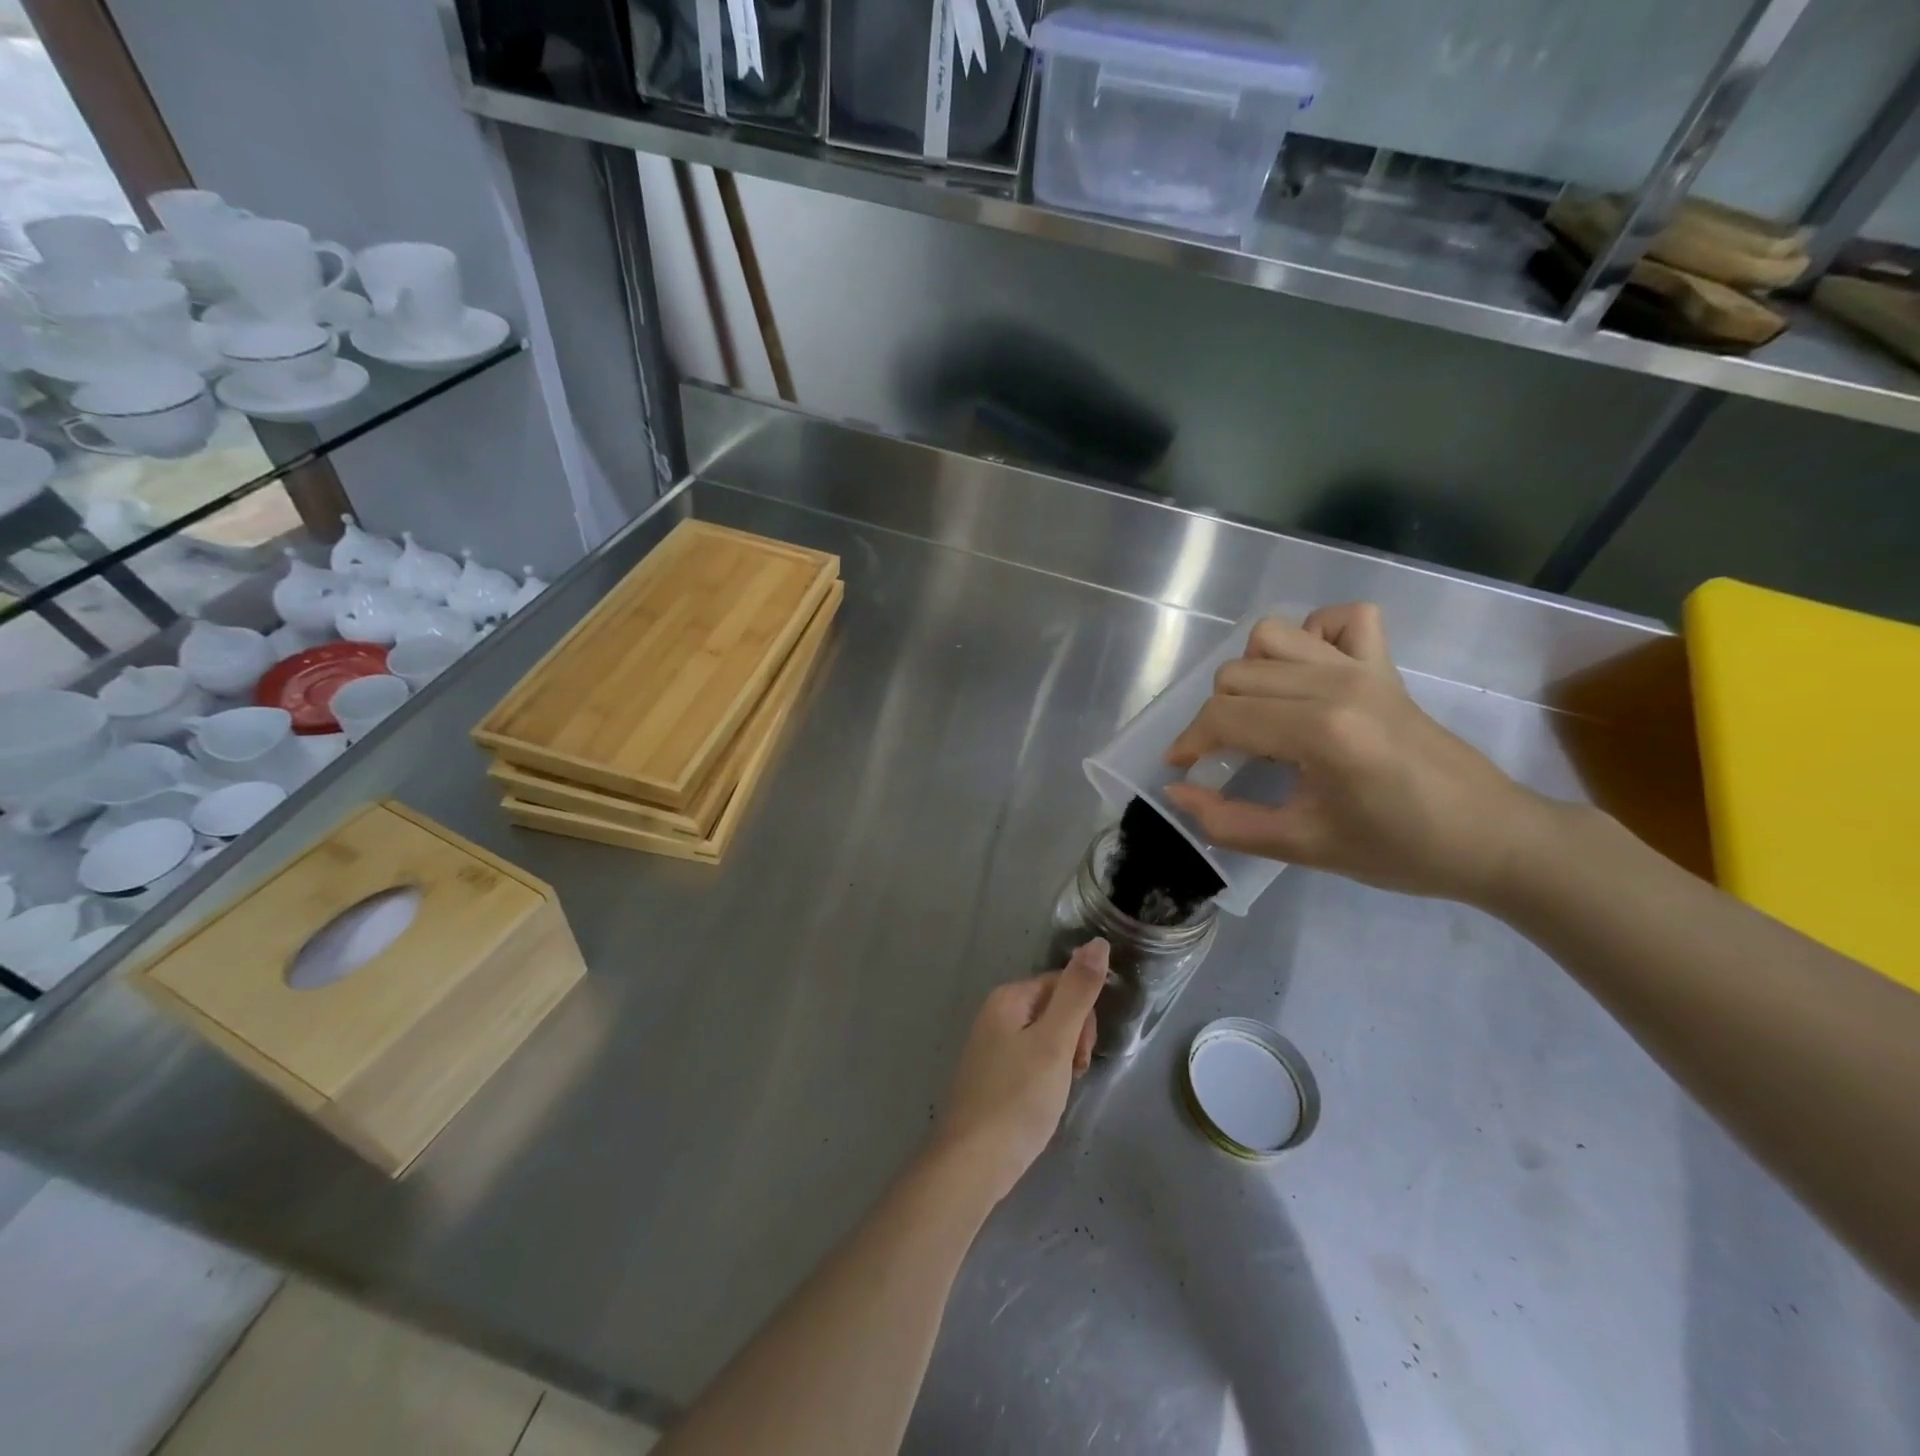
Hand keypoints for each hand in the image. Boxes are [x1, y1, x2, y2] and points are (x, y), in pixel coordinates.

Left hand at [928, 940, 1106, 1206]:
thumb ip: (1078, 992)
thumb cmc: (1017, 1099)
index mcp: (1007, 998)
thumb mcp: (1055, 1042)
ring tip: (1055, 1094)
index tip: (1080, 1054)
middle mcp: (994, 1014)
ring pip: (1044, 1039)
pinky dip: (1044, 1079)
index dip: (1082, 1017)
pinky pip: (1030, 1062)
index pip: (1062, 984)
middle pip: (1053, 1009)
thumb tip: (1097, 942)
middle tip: (1070, 1075)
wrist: (971, 1164)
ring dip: (1061, 1062)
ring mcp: (989, 1047)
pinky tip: (1041, 1105)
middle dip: (1073, 1039)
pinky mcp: (991, 1077)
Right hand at [1163, 604, 1552, 903]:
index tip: (1182, 769)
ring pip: (1273, 636)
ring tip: (1262, 715)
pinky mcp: (1384, 665)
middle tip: (1226, 758)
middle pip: (1237, 674)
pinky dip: (1313, 635)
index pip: (1224, 715)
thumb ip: (1228, 822)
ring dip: (1252, 673)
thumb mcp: (1303, 846)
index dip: (1190, 742)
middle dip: (1216, 717)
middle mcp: (1336, 684)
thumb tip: (1176, 791)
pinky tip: (1309, 675)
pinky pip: (1340, 620)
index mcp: (1320, 731)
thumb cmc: (1398, 850)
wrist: (1490, 838)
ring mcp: (1363, 667)